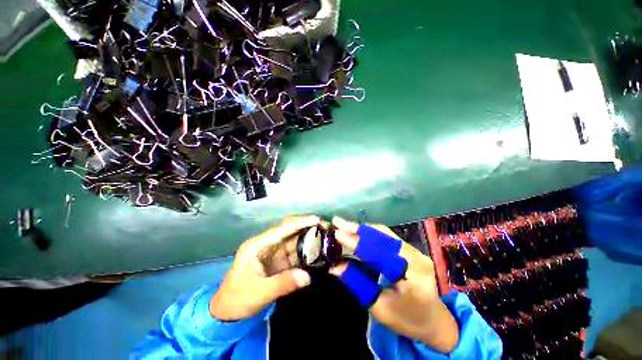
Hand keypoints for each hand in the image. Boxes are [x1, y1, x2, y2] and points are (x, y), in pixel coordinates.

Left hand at [210, 215, 319, 320]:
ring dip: (310, 240)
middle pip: (290, 232)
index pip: (281, 229)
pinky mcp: (279, 262)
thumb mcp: (258, 292)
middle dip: (308, 228)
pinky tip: (318, 252)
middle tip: (325, 228)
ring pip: (295, 242)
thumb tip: (307, 277)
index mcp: (258, 245)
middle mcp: (267, 245)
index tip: (316, 219)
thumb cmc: (237, 299)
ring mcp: (274, 253)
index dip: (299, 223)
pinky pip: (296, 254)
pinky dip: (307, 253)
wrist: (227, 313)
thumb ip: (283, 284)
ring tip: (326, 238)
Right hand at [330, 217, 458, 352]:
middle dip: (357, 228)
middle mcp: (414, 255)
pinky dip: (369, 234)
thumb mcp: (380, 307)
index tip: (336, 233)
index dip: (356, 242)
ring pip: (383, 233)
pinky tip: (357, 232)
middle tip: (337, 222)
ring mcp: (413, 249)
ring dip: (362, 229)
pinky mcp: (408, 249)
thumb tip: (334, 265)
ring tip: (343, 225)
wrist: (434, 322)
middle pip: (382, 235)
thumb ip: (357, 283)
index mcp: (412, 273)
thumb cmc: (407, 319)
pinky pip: (385, 237)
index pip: (379, 251)